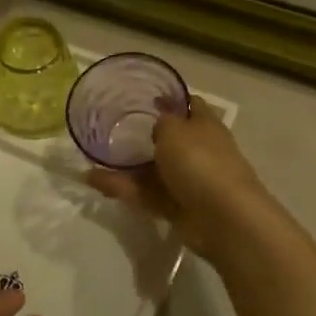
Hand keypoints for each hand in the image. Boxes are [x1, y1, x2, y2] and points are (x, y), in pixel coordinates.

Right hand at [86, 100, 272, 262]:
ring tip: (92, 160)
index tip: (144, 97)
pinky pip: (145, 193)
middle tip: (110, 130)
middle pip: (168, 140)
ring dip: (125, 166)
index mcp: (205, 125)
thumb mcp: (175, 129)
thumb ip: (162, 122)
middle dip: (142, 136)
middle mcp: (198, 151)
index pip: (190, 105)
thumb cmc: (200, 161)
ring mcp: (188, 181)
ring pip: (152, 170)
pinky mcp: (175, 207)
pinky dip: (122, 188)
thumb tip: (158, 124)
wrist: (223, 218)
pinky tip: (94, 181)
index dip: (170, 99)